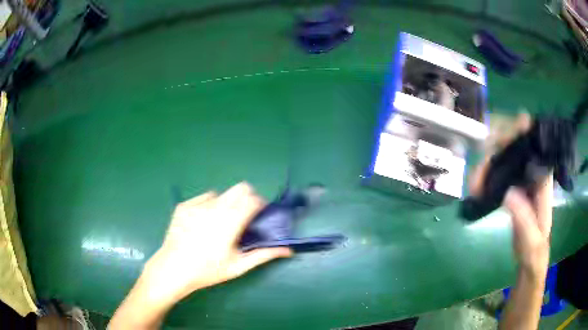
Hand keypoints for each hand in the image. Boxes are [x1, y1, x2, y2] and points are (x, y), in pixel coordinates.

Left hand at [145, 183, 291, 304]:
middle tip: (243, 217)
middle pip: (240, 188)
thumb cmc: (208, 270)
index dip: (260, 204)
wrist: (173, 269)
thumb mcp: (238, 266)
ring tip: (219, 223)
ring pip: (221, 194)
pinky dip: (208, 206)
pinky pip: (203, 198)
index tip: (259, 215)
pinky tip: (202, 223)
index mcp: (230, 221)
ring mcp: (197, 204)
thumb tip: (288, 250)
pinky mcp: (184, 205)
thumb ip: (264, 255)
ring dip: (226, 204)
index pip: (253, 199)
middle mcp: (215, 207)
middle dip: (247, 198)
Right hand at [470, 113, 550, 278]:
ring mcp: (521, 178)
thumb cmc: (534, 250)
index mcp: (543, 179)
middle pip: (514, 145)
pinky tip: (476, 188)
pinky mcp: (513, 186)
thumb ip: (524, 218)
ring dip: (486, 165)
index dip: (519, 131)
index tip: (500, 133)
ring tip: (473, 186)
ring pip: (502, 157)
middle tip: (479, 174)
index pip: (533, 143)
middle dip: (494, 150)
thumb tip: (508, 192)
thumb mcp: (531, 240)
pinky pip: (497, 171)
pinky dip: (485, 175)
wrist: (530, 257)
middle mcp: (533, 172)